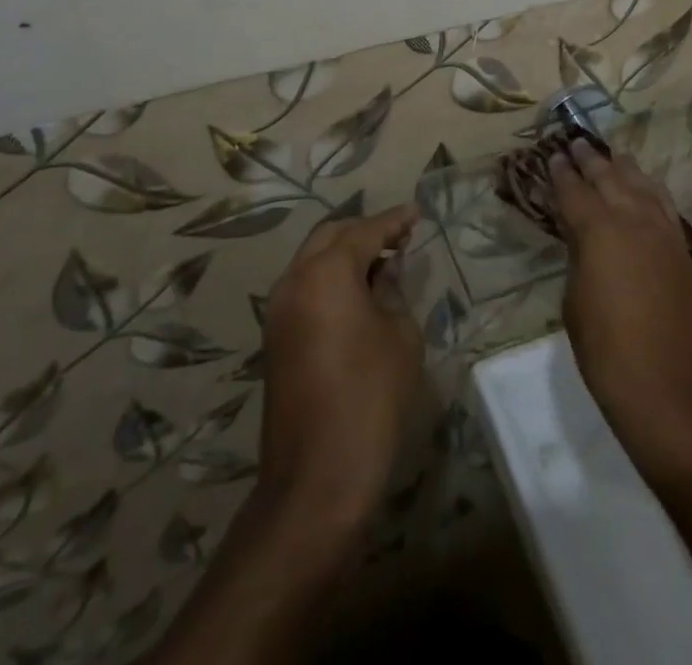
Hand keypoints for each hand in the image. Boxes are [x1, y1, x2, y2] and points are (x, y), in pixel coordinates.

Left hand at [258, 205, 423, 530]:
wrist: (316, 478)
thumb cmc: (370, 397)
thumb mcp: (399, 335)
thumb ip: (392, 289)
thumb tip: (386, 269)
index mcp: (325, 273)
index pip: (364, 231)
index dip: (393, 220)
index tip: (416, 213)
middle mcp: (293, 282)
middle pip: (330, 236)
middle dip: (364, 231)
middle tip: (400, 236)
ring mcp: (278, 311)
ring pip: (313, 260)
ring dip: (345, 254)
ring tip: (383, 262)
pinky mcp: (275, 339)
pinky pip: (305, 287)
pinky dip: (331, 278)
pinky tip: (359, 292)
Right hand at [551, 141, 691, 480]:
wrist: (669, 390)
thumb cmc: (607, 352)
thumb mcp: (575, 302)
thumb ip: (579, 258)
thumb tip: (583, 238)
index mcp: (598, 231)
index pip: (574, 191)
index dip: (562, 173)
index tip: (554, 155)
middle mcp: (632, 220)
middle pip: (609, 177)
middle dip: (590, 159)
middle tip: (576, 143)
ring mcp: (663, 232)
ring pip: (641, 185)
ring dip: (623, 168)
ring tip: (611, 156)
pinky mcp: (682, 250)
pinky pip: (664, 205)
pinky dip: (651, 190)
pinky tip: (645, 187)